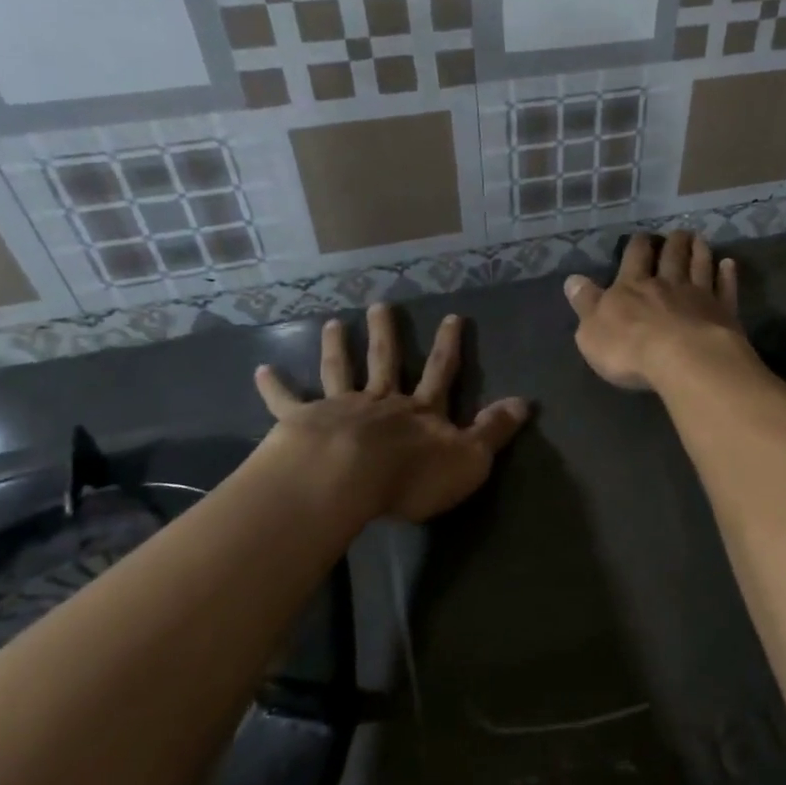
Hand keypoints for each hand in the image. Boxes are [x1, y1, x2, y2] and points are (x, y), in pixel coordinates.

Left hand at [252, 305, 528, 523]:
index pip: (440, 372)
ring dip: (338, 347)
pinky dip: (274, 386)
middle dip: (387, 333)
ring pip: (340, 371)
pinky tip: (260, 370)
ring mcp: (340, 409)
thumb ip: (494, 431)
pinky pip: (287, 402)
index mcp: (420, 412)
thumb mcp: (469, 459)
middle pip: (385, 361)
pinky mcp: (304, 423)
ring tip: (335, 323)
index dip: (448, 346)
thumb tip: (525, 402)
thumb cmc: (412, 475)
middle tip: (382, 304)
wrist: (347, 480)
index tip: (453, 316)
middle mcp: (381, 402)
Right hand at [564, 230, 751, 390]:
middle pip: (671, 257)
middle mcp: (667, 285)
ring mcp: (699, 296)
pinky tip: (729, 264)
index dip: (637, 247)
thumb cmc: (629, 349)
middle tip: (678, 232)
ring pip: (700, 266)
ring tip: (699, 239)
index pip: (634, 259)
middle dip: (673, 243)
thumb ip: (585, 303)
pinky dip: (727, 275)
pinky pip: (726, 288)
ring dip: (699, 252)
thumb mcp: (592, 330)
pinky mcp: (724, 313)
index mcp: (632, 288)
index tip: (642, 237)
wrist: (683, 360)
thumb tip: (573, 280)